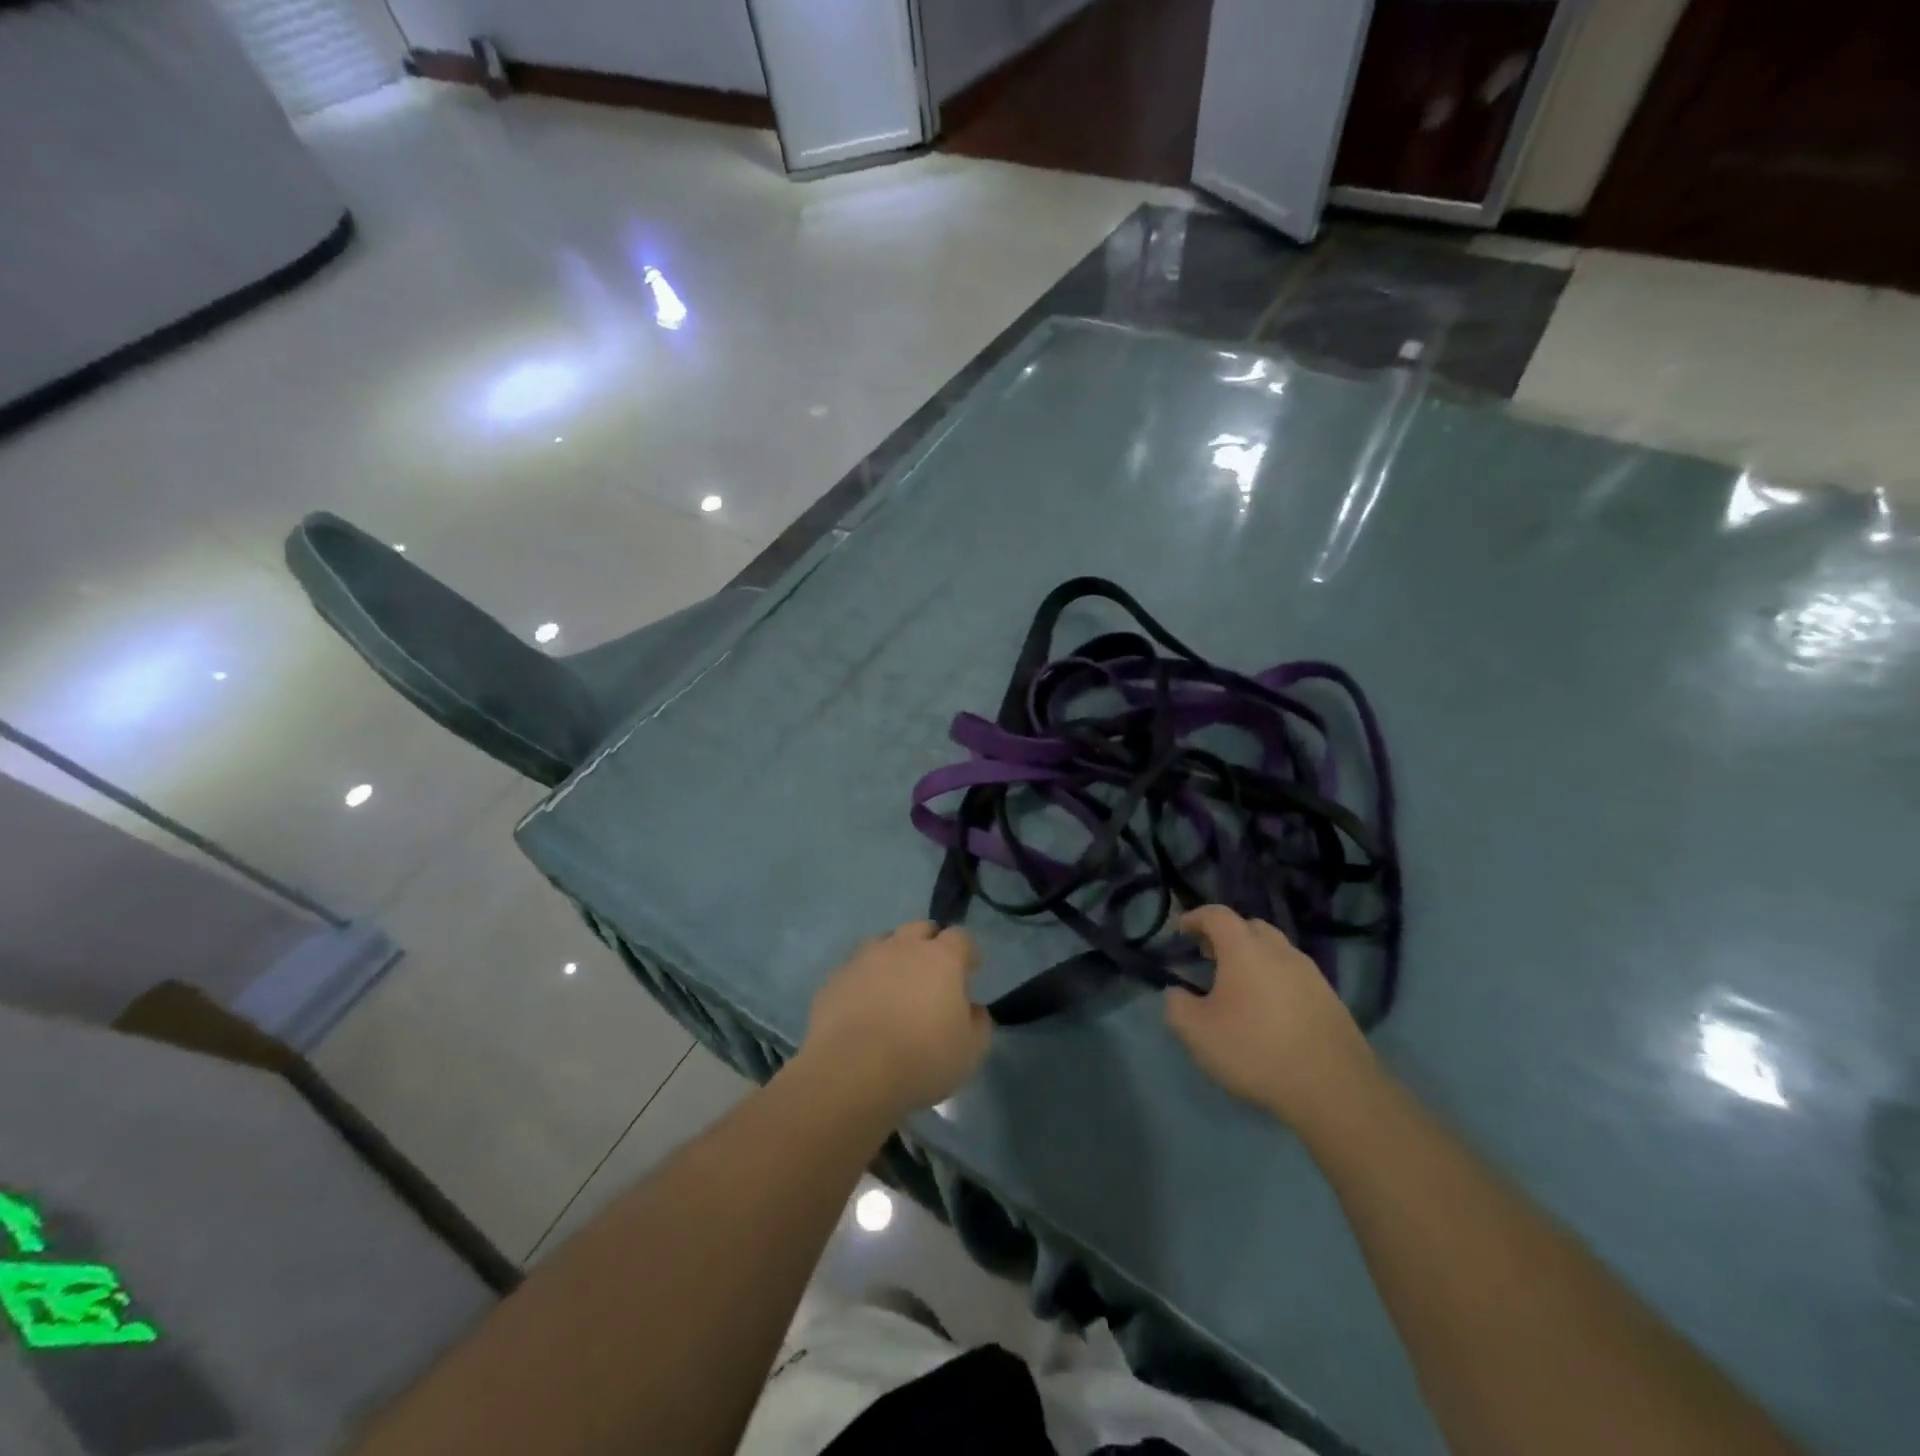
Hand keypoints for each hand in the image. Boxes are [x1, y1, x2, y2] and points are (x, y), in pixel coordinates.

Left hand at [799, 921, 990, 1118]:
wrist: (851, 1071)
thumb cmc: (921, 1058)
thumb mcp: (970, 1051)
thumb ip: (978, 1023)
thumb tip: (973, 1009)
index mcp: (941, 958)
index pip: (960, 937)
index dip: (967, 952)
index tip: (970, 971)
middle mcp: (902, 947)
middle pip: (920, 929)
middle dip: (929, 944)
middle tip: (932, 974)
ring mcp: (864, 959)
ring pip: (884, 943)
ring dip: (894, 957)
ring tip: (895, 987)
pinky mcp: (835, 979)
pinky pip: (855, 969)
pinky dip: (864, 980)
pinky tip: (864, 1006)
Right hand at [1165, 905, 1377, 1129]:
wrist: (1334, 1089)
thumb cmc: (1256, 1051)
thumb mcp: (1197, 1033)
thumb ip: (1177, 1006)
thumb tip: (1177, 992)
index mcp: (1245, 948)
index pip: (1217, 915)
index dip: (1196, 917)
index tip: (1181, 930)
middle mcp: (1280, 950)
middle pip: (1250, 927)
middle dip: (1227, 935)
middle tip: (1209, 956)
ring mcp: (1311, 974)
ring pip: (1276, 951)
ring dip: (1254, 957)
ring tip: (1239, 985)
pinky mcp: (1331, 999)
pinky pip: (1295, 975)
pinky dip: (1276, 980)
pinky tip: (1269, 1010)